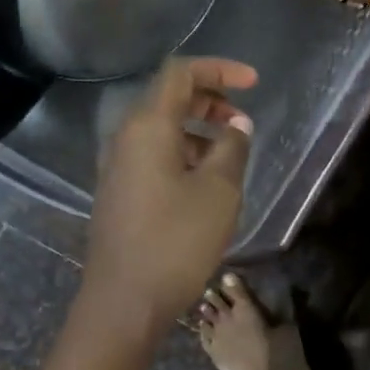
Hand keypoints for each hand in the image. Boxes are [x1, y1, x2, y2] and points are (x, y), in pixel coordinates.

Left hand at [83, 57, 257, 333]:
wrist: (124, 300)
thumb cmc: (176, 241)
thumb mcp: (218, 191)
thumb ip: (232, 148)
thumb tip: (236, 126)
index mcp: (147, 126)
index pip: (180, 73)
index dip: (218, 69)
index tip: (253, 84)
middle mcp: (125, 139)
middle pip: (167, 99)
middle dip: (209, 100)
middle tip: (241, 121)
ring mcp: (116, 167)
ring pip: (160, 130)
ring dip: (196, 130)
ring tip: (229, 155)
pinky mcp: (117, 193)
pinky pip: (151, 157)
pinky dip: (181, 154)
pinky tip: (203, 182)